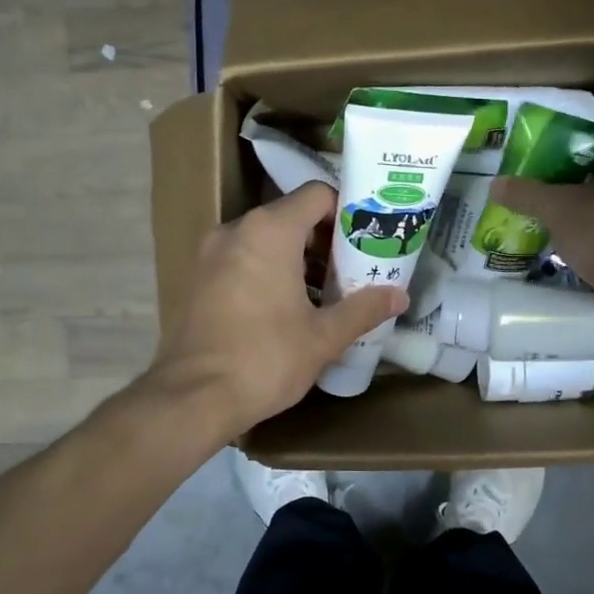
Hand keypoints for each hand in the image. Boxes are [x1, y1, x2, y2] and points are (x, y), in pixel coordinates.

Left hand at [151, 181, 406, 432]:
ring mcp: (209, 253)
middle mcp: (235, 230)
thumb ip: (363, 309)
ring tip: (323, 293)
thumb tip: (400, 296)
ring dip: (295, 258)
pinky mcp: (195, 278)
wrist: (192, 398)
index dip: (346, 212)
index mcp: (269, 231)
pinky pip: (240, 259)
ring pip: (263, 239)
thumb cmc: (265, 359)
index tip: (365, 240)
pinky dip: (266, 271)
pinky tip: (284, 308)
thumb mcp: (323, 336)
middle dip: (323, 240)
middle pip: (290, 216)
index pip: (316, 195)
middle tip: (351, 270)